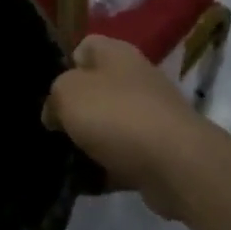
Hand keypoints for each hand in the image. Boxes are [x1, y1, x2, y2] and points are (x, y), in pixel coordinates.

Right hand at [43, 36, 202, 222]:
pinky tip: (91, 182)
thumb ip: (54, 97)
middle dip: (77, 109)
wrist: (178, 165)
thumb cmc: (116, 115)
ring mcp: (153, 115)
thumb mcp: (67, 94)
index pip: (85, 47)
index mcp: (116, 53)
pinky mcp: (162, 151)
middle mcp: (137, 78)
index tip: (52, 92)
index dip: (66, 66)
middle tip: (57, 128)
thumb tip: (55, 113)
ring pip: (111, 124)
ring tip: (69, 159)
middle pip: (98, 88)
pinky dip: (110, 168)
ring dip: (92, 142)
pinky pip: (126, 156)